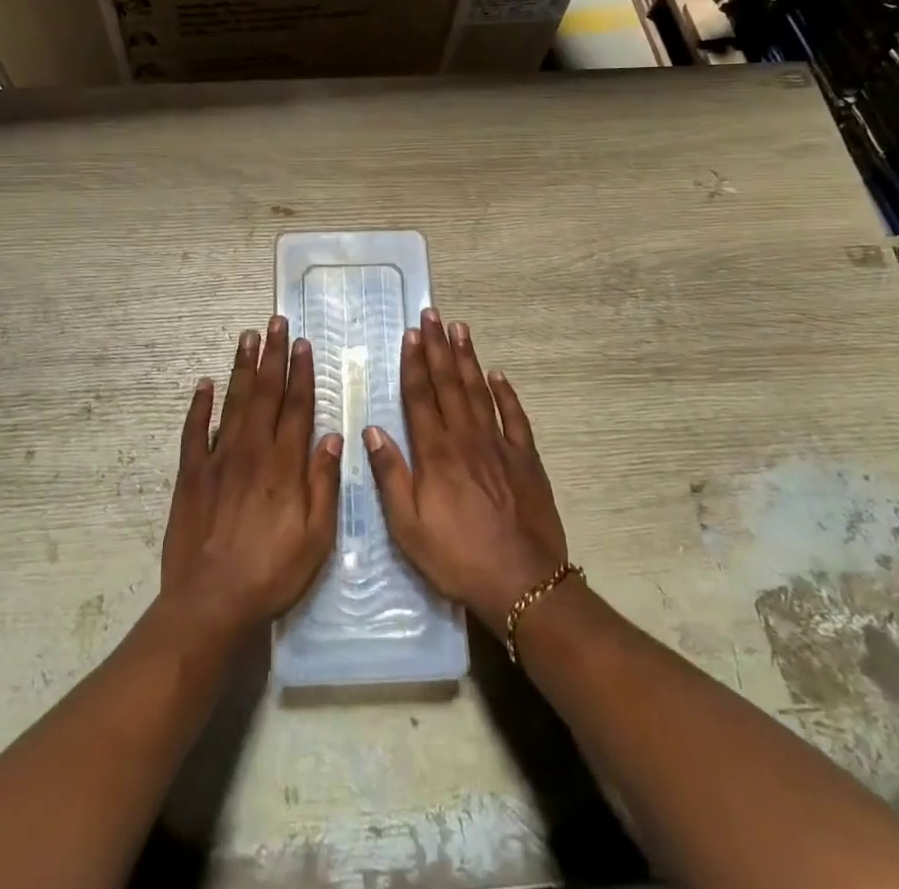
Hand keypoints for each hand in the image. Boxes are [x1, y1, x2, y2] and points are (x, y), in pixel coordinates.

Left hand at [160, 315, 341, 637]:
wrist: (211, 602)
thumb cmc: (272, 573)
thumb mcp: (316, 538)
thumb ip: (324, 484)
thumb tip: (332, 437)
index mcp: (285, 464)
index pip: (297, 406)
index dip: (302, 372)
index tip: (303, 343)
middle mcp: (252, 450)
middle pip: (266, 393)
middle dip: (272, 355)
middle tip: (275, 322)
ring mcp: (218, 459)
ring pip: (233, 402)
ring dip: (242, 368)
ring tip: (247, 336)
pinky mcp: (191, 475)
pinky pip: (194, 431)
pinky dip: (199, 405)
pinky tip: (204, 384)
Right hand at [365, 310, 568, 627]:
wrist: (523, 582)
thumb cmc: (458, 557)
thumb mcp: (408, 527)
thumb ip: (391, 476)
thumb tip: (372, 431)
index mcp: (436, 453)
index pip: (421, 397)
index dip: (414, 363)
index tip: (411, 334)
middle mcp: (466, 438)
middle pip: (449, 384)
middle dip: (438, 347)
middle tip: (433, 315)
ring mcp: (499, 446)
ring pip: (480, 391)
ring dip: (468, 359)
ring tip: (460, 329)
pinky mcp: (526, 459)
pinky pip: (515, 417)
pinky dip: (506, 394)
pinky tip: (498, 375)